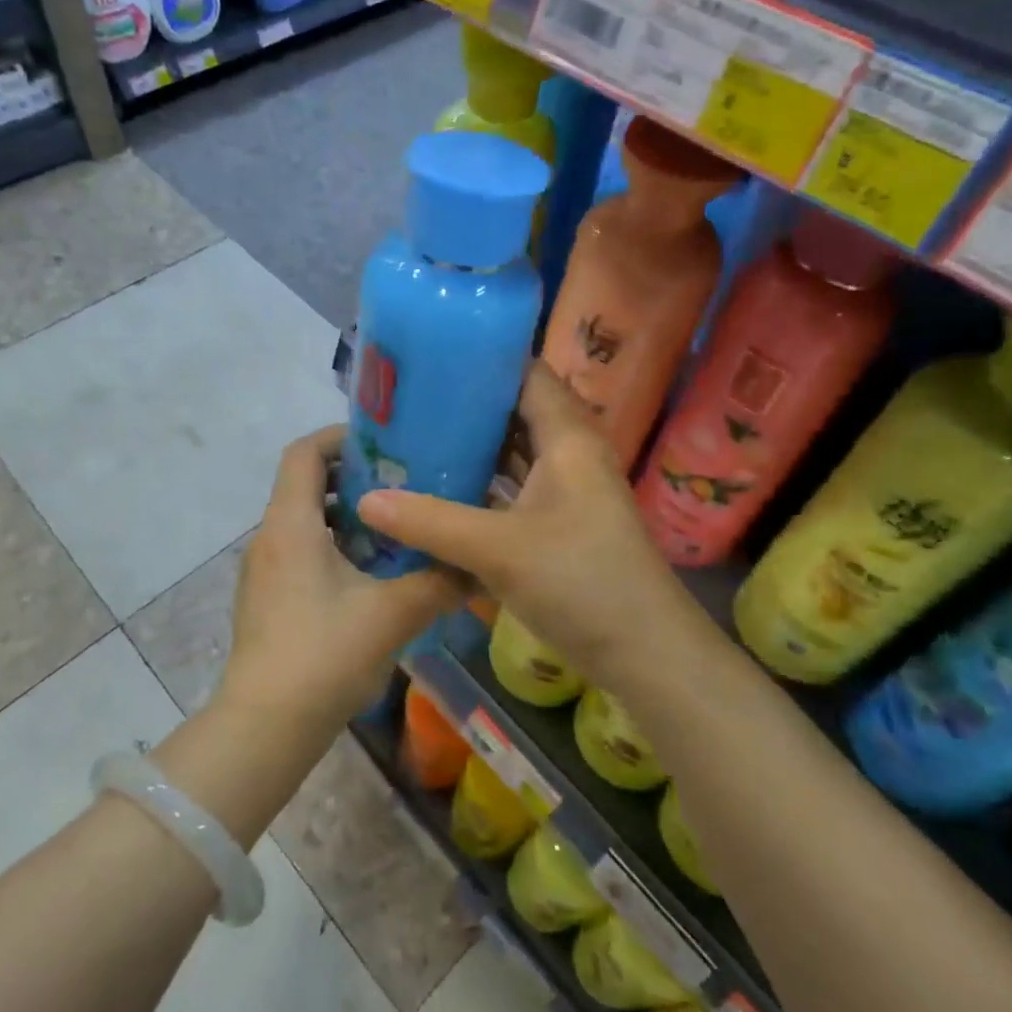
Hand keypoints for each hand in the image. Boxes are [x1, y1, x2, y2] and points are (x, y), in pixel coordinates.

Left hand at [219, 427, 467, 729]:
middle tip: (402, 485)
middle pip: (304, 483)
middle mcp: (269, 537)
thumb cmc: (324, 655)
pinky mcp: (266, 600)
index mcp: (290, 524)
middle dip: (352, 477)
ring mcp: (263, 571)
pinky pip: (299, 551)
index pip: (304, 452)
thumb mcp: (393, 614)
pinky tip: (371, 576)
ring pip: (303, 520)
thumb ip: (439, 583)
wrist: (265, 727)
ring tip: (394, 528)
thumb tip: (477, 566)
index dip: (341, 437)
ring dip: (345, 516)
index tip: (384, 444)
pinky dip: (333, 547)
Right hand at [357, 364, 689, 678]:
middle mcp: (571, 453)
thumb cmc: (582, 583)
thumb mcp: (498, 550)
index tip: (429, 357)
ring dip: (475, 446)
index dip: (482, 360)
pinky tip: (445, 490)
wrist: (647, 655)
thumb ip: (430, 523)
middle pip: (516, 411)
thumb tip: (365, 500)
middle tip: (409, 401)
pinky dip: (485, 484)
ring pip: (516, 452)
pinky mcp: (563, 523)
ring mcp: (569, 489)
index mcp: (568, 437)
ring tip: (417, 437)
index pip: (526, 373)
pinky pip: (517, 487)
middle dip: (467, 404)